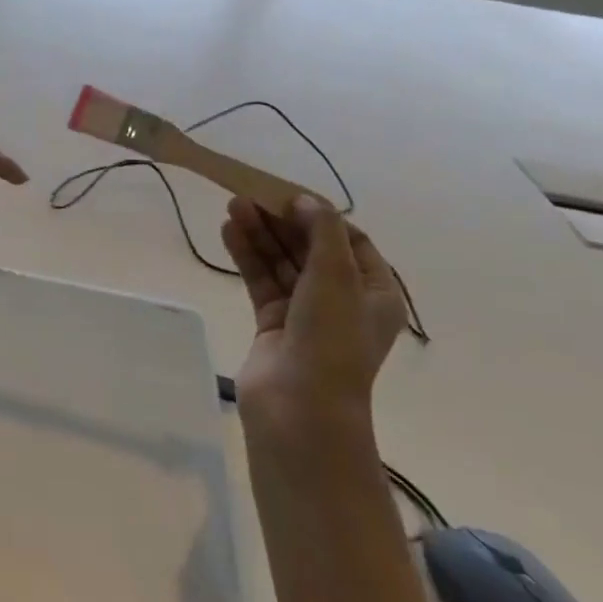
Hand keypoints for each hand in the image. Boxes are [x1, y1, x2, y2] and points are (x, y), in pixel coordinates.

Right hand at [222, 194, 405, 427]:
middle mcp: (342, 300)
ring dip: (260, 235)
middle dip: (282, 221)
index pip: (350, 241)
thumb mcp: (336, 276)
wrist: (298, 407)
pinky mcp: (272, 324)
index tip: (289, 197)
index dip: (320, 216)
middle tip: (251, 195)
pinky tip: (228, 232)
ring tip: (233, 205)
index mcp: (374, 292)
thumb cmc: (330, 338)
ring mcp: (305, 313)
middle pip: (310, 248)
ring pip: (282, 263)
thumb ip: (322, 231)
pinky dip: (246, 256)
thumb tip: (305, 201)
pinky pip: (260, 281)